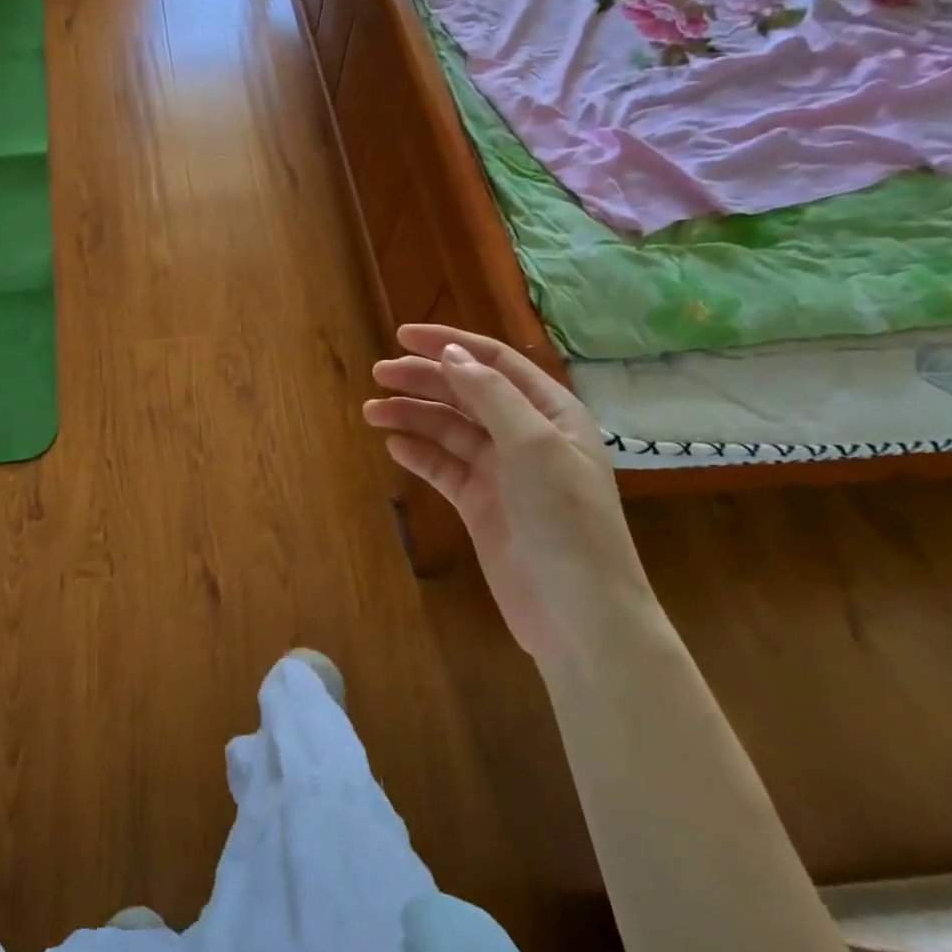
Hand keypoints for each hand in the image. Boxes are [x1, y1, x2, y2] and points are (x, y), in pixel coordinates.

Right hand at [364, 325, 652, 665]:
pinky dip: (419, 454)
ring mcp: (502, 473)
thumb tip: (450, 354)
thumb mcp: (534, 446)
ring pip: (449, 430)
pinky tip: (393, 445)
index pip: (494, 363)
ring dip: (412, 416)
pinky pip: (443, 468)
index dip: (449, 344)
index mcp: (550, 413)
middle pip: (466, 393)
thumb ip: (491, 395)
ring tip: (372, 412)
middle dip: (423, 379)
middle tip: (378, 374)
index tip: (402, 335)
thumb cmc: (566, 521)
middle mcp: (526, 436)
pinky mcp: (480, 505)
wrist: (579, 616)